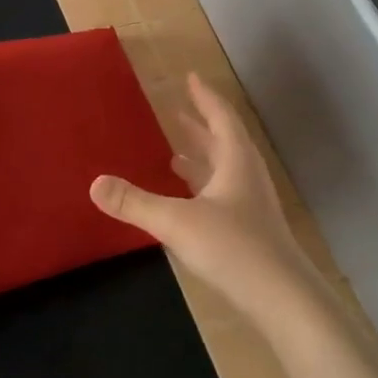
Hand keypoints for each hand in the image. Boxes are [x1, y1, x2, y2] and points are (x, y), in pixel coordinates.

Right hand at [89, 74, 319, 322]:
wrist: (283, 298)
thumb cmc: (233, 248)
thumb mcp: (176, 222)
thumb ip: (135, 203)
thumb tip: (94, 183)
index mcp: (235, 162)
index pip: (220, 118)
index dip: (204, 97)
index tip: (191, 78)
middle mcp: (246, 177)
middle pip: (224, 142)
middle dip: (200, 126)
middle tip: (178, 112)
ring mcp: (252, 205)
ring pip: (224, 170)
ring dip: (201, 157)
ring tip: (174, 153)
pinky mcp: (250, 230)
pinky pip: (223, 195)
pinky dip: (203, 187)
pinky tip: (187, 201)